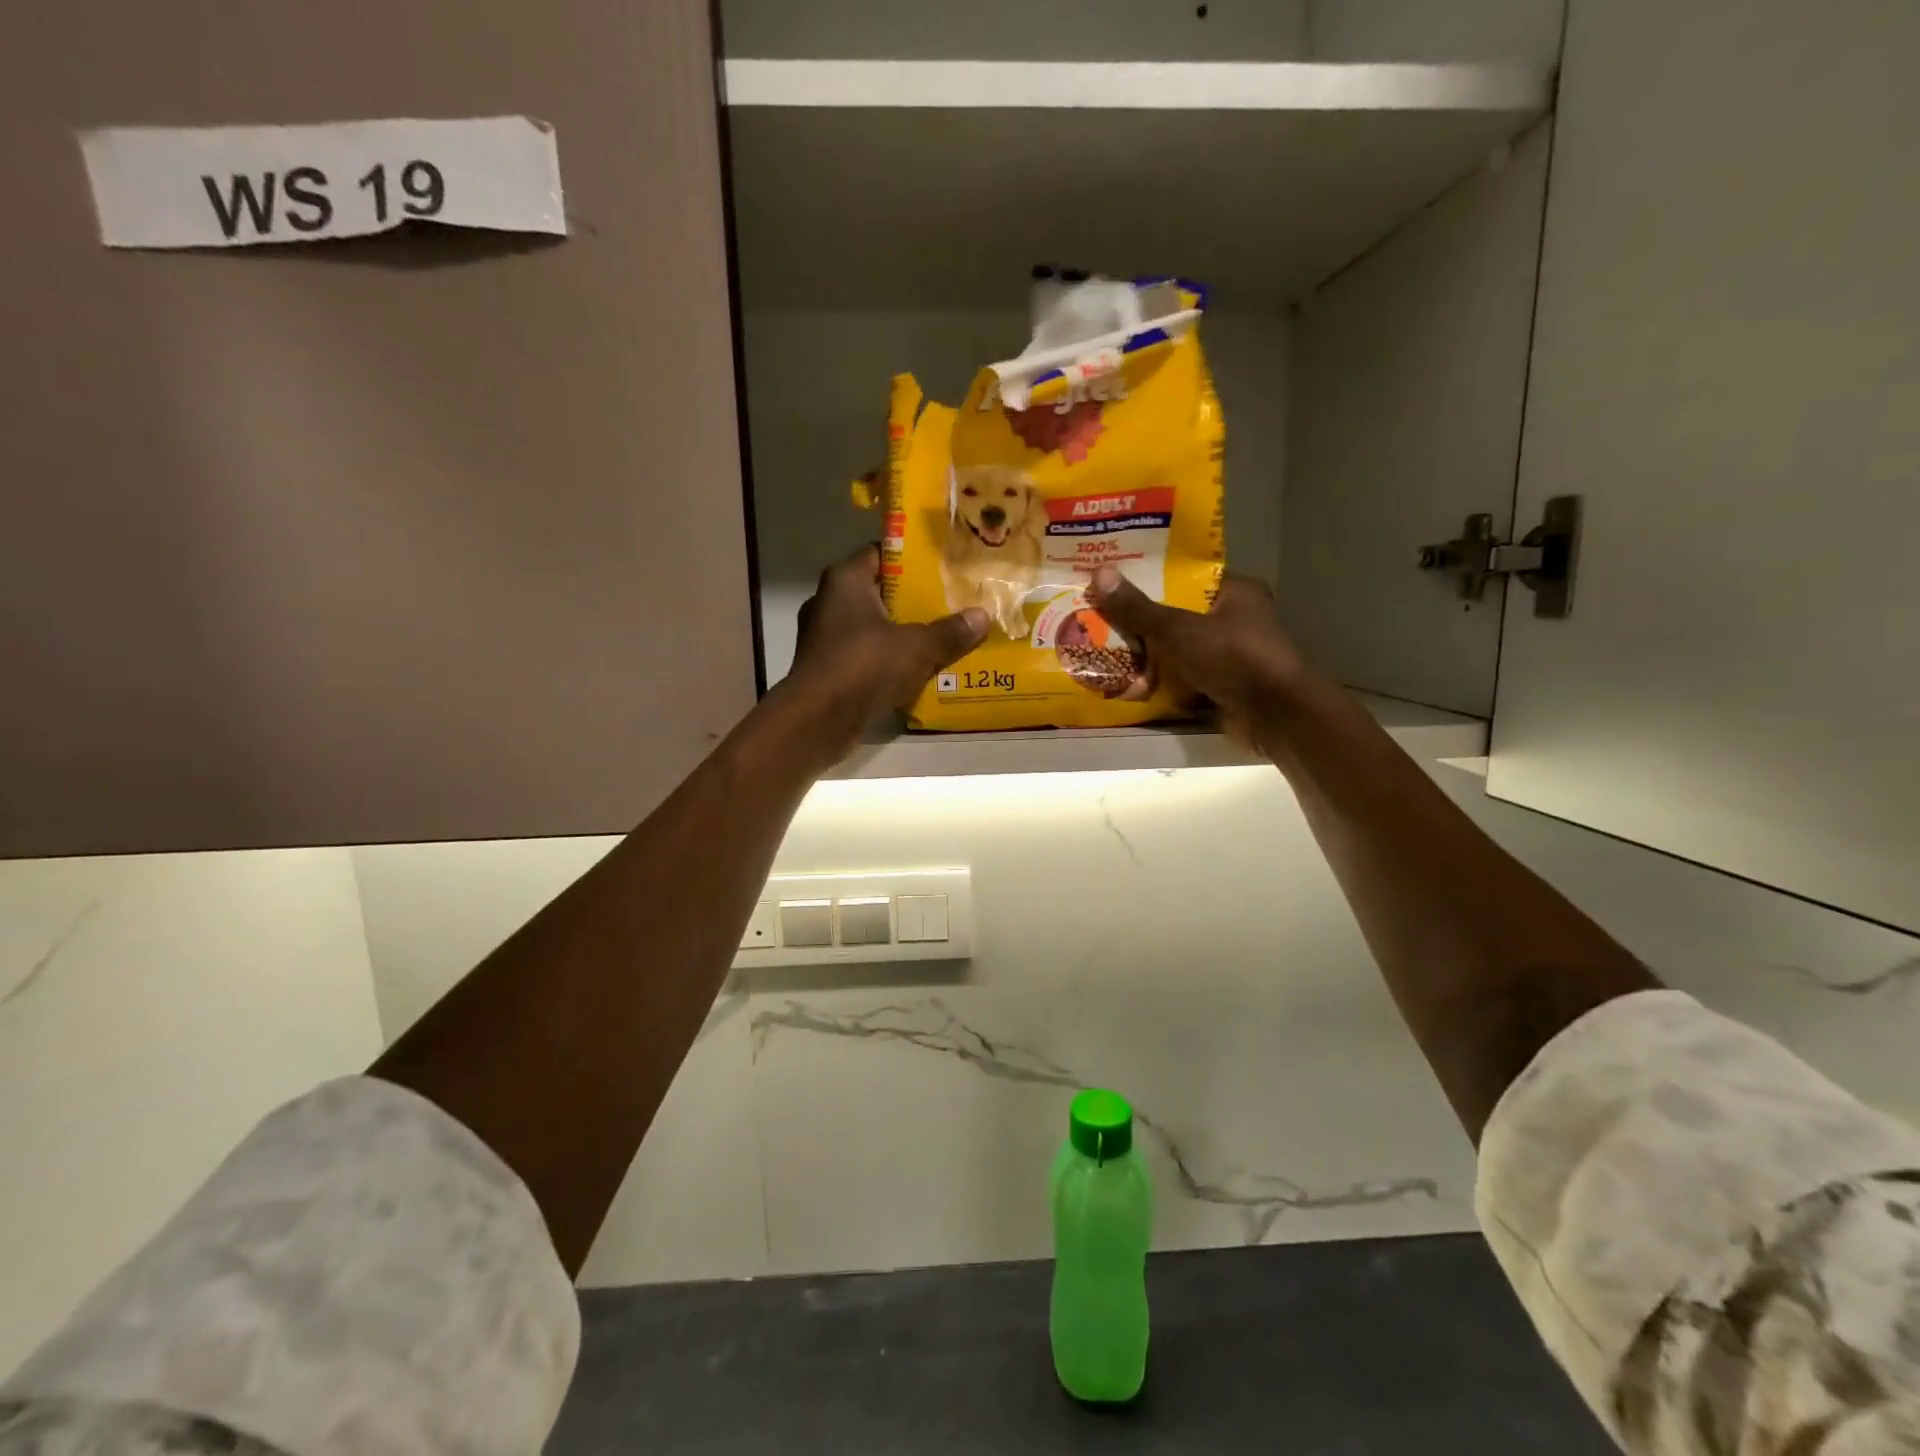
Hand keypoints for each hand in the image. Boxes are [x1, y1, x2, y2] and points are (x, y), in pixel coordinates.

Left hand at [784, 546, 988, 756]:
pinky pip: (865, 657)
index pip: (881, 554)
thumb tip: (982, 616)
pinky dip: (887, 663)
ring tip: (940, 640)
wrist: (818, 720)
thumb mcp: (917, 646)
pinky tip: (916, 672)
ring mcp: (824, 638)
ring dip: (901, 636)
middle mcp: (829, 602)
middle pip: (879, 594)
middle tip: (950, 605)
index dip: (912, 560)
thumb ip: (950, 631)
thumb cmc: (864, 665)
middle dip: (913, 602)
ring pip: (872, 628)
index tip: (943, 569)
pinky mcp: (827, 670)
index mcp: (845, 580)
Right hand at [1088, 567, 1308, 751]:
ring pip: (1178, 649)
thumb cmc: (1233, 658)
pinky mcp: (1223, 686)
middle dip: (1140, 622)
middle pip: (1177, 614)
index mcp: (1235, 591)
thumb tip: (1099, 573)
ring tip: (1103, 651)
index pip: (1185, 576)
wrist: (1275, 717)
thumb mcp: (1179, 629)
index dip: (1149, 578)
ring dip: (1147, 656)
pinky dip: (1160, 683)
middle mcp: (1235, 619)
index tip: (1112, 582)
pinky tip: (1126, 684)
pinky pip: (1184, 678)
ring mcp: (1230, 655)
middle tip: (1099, 618)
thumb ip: (1139, 608)